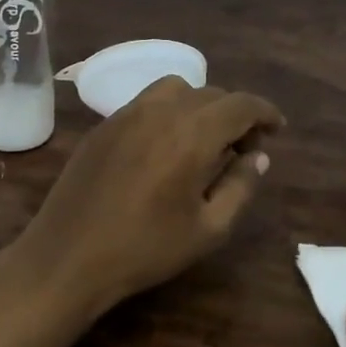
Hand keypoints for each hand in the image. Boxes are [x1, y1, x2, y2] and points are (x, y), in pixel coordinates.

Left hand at [18, 77, 283, 320]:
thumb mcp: (208, 229)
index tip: (277, 130)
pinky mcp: (103, 125)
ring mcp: (126, 114)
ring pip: (176, 89)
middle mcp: (160, 111)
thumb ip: (240, 186)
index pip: (240, 104)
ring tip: (203, 142)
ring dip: (200, 106)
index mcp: (192, 133)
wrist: (68, 257)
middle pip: (211, 94)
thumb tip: (258, 156)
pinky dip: (169, 111)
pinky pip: (147, 102)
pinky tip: (166, 146)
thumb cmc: (145, 249)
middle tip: (243, 150)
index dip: (265, 112)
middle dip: (235, 115)